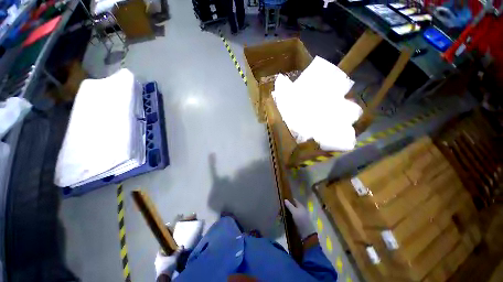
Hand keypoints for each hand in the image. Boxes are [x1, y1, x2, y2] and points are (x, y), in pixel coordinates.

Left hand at [154, 246, 182, 278]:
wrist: (165, 277)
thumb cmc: (168, 265)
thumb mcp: (175, 257)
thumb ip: (178, 251)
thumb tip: (182, 246)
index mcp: (159, 255)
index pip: (162, 249)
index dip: (167, 247)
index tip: (171, 245)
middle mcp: (157, 260)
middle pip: (164, 255)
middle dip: (169, 253)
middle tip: (175, 252)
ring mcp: (158, 266)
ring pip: (165, 260)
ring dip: (170, 259)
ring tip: (176, 258)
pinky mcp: (161, 270)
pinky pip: (166, 264)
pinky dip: (169, 263)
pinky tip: (174, 263)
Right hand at [284, 199, 315, 239]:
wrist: (307, 233)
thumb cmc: (301, 220)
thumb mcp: (294, 212)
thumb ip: (290, 206)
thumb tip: (285, 200)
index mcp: (300, 206)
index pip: (294, 200)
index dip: (289, 199)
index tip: (283, 199)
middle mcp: (301, 210)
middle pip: (293, 206)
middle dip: (287, 206)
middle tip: (281, 206)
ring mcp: (300, 216)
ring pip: (292, 211)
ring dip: (288, 211)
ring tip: (281, 212)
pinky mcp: (299, 221)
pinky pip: (292, 216)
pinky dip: (289, 216)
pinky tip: (285, 217)